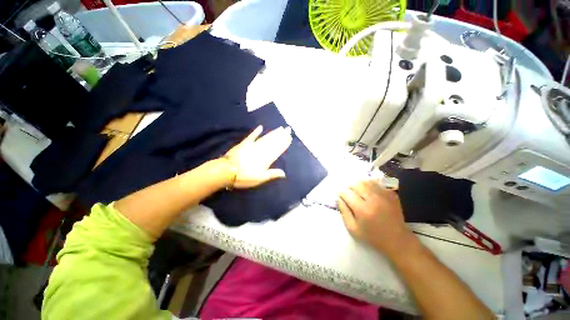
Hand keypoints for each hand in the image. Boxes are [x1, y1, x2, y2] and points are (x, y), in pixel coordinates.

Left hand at [224, 125, 291, 188]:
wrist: (226, 171)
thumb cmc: (244, 177)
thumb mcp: (260, 179)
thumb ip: (272, 174)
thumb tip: (284, 173)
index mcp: (266, 159)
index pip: (277, 150)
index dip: (284, 144)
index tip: (289, 138)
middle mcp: (261, 150)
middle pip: (273, 142)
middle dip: (281, 135)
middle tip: (288, 129)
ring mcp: (253, 146)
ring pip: (265, 138)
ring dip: (273, 133)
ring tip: (280, 128)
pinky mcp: (244, 143)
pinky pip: (252, 136)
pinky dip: (256, 132)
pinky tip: (261, 127)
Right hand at [338, 179, 412, 256]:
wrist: (397, 240)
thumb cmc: (372, 237)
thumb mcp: (353, 229)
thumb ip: (344, 212)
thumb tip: (339, 198)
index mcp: (362, 210)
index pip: (346, 193)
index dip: (341, 193)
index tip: (340, 196)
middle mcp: (373, 199)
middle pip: (356, 184)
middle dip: (349, 187)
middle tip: (349, 193)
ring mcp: (384, 196)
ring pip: (366, 181)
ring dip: (359, 184)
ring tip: (358, 192)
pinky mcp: (391, 194)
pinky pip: (377, 183)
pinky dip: (370, 184)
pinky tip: (368, 191)